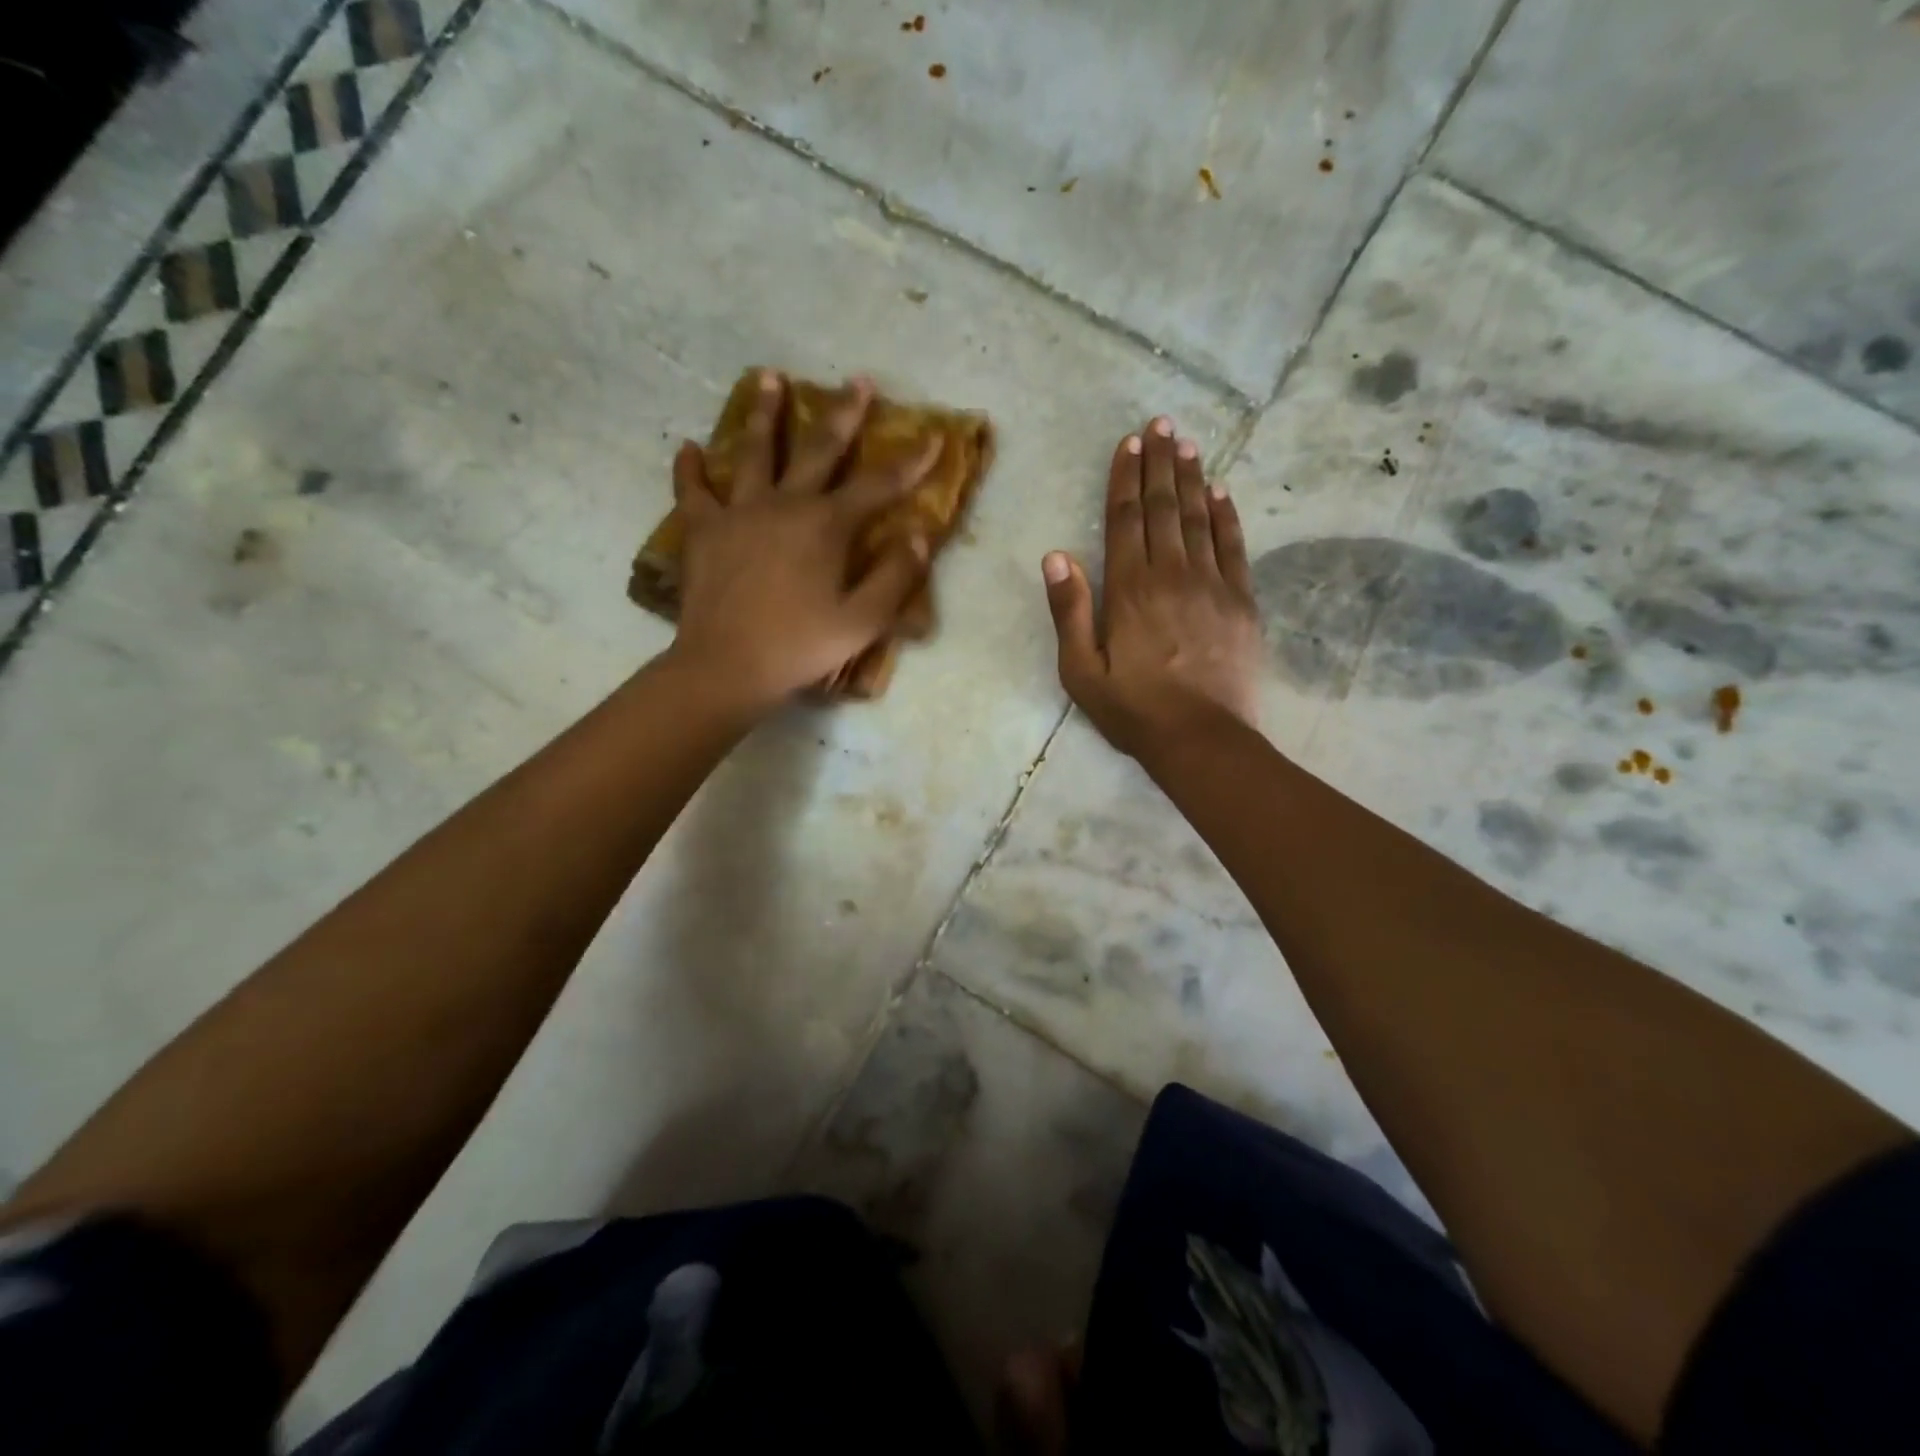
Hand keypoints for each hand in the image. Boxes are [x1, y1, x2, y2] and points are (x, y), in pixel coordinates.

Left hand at [669, 370, 934, 712]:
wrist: (727, 666)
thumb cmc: (800, 647)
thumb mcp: (862, 621)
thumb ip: (895, 578)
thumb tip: (918, 537)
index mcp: (827, 526)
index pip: (878, 486)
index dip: (910, 463)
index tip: (932, 437)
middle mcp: (786, 505)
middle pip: (819, 449)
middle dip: (843, 414)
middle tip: (857, 381)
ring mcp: (740, 512)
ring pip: (754, 453)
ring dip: (765, 415)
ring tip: (769, 377)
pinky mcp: (704, 530)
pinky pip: (694, 491)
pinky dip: (690, 469)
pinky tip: (689, 447)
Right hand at [1043, 416, 1261, 758]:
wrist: (1202, 739)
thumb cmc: (1133, 710)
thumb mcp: (1080, 670)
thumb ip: (1068, 611)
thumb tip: (1056, 556)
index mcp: (1129, 590)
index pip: (1126, 520)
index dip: (1126, 479)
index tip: (1129, 443)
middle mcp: (1171, 575)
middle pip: (1163, 509)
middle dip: (1160, 464)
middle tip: (1161, 424)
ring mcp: (1212, 585)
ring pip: (1199, 518)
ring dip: (1191, 478)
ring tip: (1187, 443)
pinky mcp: (1241, 602)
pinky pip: (1234, 547)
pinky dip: (1227, 516)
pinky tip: (1222, 492)